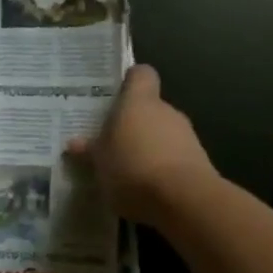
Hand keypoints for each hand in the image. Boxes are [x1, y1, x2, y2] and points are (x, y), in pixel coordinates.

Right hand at [65, 65, 217, 225]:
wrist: (183, 198)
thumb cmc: (132, 168)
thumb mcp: (100, 163)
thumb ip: (89, 151)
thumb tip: (74, 143)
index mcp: (139, 101)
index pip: (140, 74)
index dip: (129, 83)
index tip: (116, 97)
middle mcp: (166, 110)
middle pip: (149, 108)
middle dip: (133, 125)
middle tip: (112, 145)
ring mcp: (186, 135)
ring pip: (162, 134)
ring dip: (148, 148)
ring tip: (128, 173)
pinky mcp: (198, 160)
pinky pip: (174, 157)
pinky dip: (162, 168)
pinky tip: (148, 190)